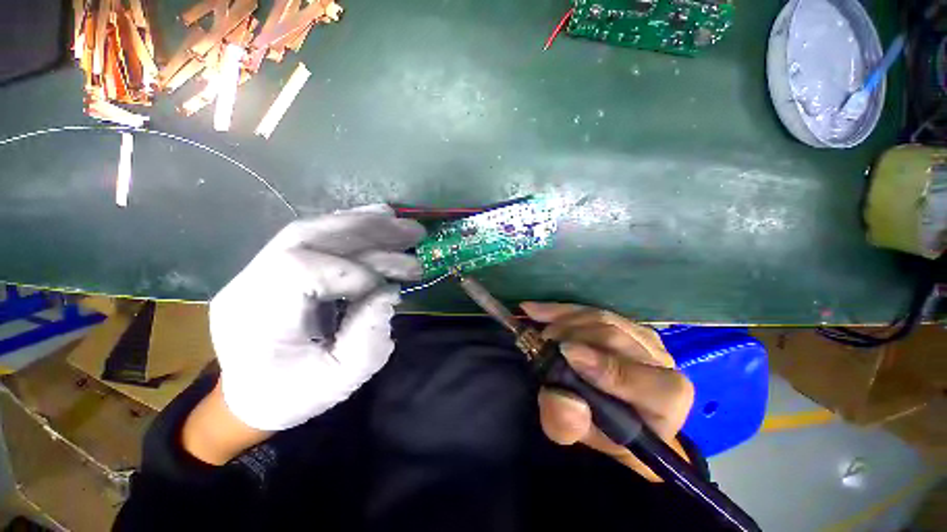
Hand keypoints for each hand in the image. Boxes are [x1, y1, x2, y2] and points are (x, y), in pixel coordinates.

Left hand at [208, 205, 425, 431]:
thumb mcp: (339, 381)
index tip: (387, 288)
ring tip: (402, 225)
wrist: (251, 396)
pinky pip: (315, 236)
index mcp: (255, 317)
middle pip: (308, 237)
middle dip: (368, 232)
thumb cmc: (293, 395)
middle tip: (413, 232)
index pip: (300, 270)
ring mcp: (259, 268)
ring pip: (313, 230)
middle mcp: (249, 282)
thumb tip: (389, 293)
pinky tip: (378, 219)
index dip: (352, 273)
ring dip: (364, 224)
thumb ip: (368, 339)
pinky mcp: (276, 264)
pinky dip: (352, 226)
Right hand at [521, 302, 694, 481]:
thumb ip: (569, 425)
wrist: (612, 412)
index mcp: (665, 399)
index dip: (605, 366)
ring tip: (538, 328)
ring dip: (563, 320)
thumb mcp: (579, 435)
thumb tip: (563, 397)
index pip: (644, 380)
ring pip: (602, 318)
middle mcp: (661, 362)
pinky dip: (561, 310)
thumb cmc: (601, 429)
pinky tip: (536, 310)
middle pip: (617, 337)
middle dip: (573, 335)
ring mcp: (643, 337)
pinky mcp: (623, 322)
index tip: (565, 353)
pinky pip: (591, 309)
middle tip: (541, 340)